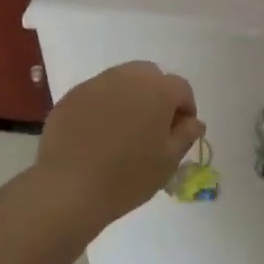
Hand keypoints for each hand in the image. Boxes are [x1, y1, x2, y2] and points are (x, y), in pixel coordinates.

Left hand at [36, 62, 205, 225]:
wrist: (69, 188)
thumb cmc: (128, 177)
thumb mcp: (168, 161)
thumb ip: (186, 135)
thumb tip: (193, 121)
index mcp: (157, 90)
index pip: (181, 88)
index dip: (185, 110)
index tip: (180, 133)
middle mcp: (127, 77)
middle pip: (150, 76)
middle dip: (157, 95)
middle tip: (152, 127)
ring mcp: (96, 83)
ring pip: (121, 81)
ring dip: (129, 97)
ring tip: (123, 130)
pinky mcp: (71, 96)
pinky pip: (96, 94)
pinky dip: (102, 107)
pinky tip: (97, 135)